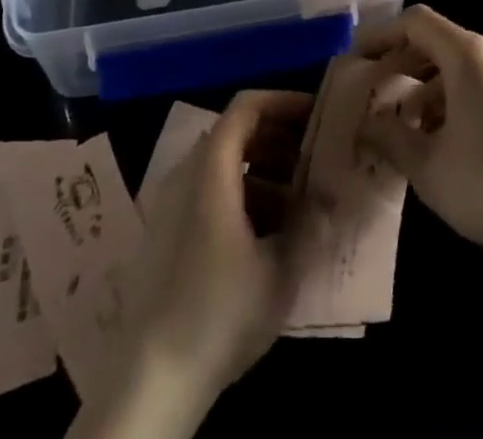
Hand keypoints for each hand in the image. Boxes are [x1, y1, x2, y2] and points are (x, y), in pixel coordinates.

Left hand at [110, 90, 316, 414]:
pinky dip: (242, 195)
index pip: (246, 107)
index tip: (316, 113)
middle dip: (279, 138)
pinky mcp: (166, 234)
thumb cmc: (220, 313)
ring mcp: (171, 204)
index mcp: (211, 170)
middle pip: (235, 133)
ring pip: (224, 165)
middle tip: (315, 156)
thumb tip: (332, 191)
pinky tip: (268, 234)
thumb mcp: (280, 270)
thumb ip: (311, 223)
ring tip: (300, 199)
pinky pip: (209, 192)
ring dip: (264, 170)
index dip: (282, 101)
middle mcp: (186, 174)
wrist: (150, 380)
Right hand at [356, 6, 482, 270]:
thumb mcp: (427, 166)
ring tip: (401, 121)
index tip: (356, 55)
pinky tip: (438, 135)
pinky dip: (450, 95)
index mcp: (467, 54)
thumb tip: (364, 122)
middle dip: (400, 60)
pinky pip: (476, 80)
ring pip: (456, 62)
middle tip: (372, 86)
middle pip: (435, 39)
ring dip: (424, 83)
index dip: (382, 34)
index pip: (415, 21)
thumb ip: (389, 137)